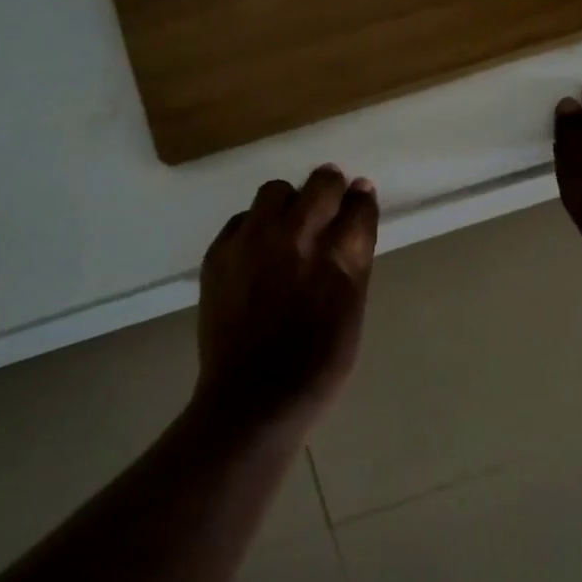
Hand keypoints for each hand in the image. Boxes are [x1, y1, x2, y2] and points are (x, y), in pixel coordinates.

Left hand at [193, 165, 379, 430]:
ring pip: (276, 191)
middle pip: (322, 183)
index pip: (358, 205)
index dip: (361, 199)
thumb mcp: (353, 311)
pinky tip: (258, 253)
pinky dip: (255, 226)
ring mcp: (253, 241)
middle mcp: (297, 237)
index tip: (359, 199)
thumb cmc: (318, 364)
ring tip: (289, 227)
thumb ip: (354, 261)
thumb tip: (355, 219)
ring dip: (289, 202)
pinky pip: (242, 219)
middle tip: (329, 203)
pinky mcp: (219, 253)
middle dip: (331, 186)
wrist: (254, 398)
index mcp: (340, 257)